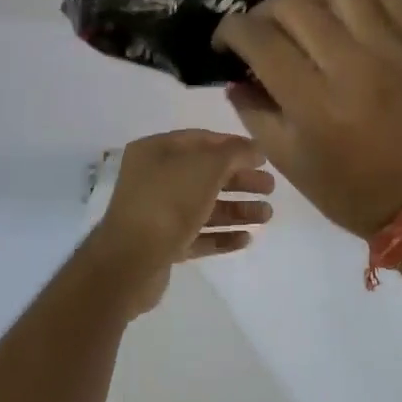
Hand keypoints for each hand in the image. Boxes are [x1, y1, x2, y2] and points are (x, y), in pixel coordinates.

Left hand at [87, 131, 274, 310]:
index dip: (233, 146)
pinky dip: (221, 235)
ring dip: (236, 210)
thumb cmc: (168, 202)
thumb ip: (233, 153)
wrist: (130, 262)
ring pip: (203, 207)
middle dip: (239, 180)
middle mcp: (153, 179)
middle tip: (270, 188)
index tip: (263, 157)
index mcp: (155, 152)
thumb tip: (254, 149)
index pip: (200, 140)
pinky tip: (247, 239)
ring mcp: (157, 214)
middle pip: (204, 175)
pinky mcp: (162, 245)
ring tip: (267, 216)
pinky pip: (197, 235)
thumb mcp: (205, 167)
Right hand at [213, 0, 401, 236]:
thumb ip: (252, 109)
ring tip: (295, 6)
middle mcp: (352, 66)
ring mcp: (387, 48)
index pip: (260, 40)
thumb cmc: (343, 188)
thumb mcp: (283, 158)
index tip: (224, 41)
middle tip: (258, 31)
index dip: (230, 31)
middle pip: (294, 6)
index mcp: (315, 103)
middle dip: (262, 12)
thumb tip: (236, 72)